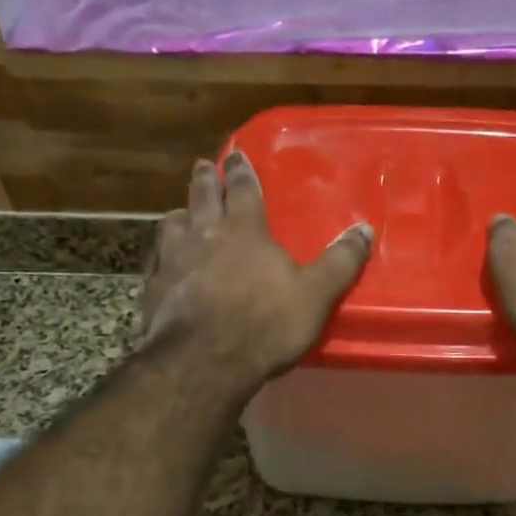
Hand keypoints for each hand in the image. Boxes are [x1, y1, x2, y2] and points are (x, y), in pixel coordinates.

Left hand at [140, 153, 372, 385]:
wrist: (204, 361)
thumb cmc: (265, 324)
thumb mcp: (315, 294)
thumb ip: (341, 262)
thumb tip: (364, 229)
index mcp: (244, 231)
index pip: (243, 190)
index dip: (241, 171)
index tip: (235, 154)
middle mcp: (203, 235)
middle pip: (202, 198)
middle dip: (205, 180)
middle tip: (203, 166)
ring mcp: (172, 261)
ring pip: (172, 225)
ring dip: (178, 215)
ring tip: (180, 213)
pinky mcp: (152, 290)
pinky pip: (154, 264)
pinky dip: (159, 257)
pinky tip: (160, 264)